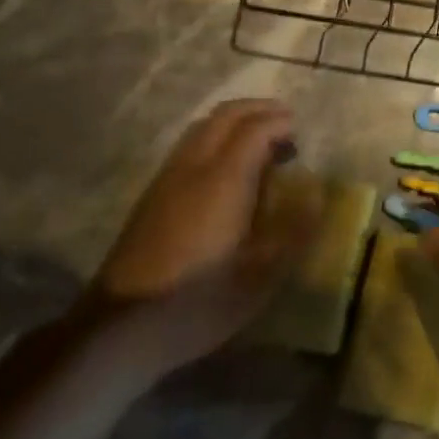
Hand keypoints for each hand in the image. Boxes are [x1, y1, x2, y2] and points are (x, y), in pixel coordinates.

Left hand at [94, 99, 297, 362]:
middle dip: (258, 110)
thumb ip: (293, 230)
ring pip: (203, 127)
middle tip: (286, 124)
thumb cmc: (200, 302)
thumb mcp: (261, 277)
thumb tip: (317, 194)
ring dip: (235, 122)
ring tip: (261, 142)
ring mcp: (167, 178)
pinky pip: (189, 146)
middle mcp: (194, 167)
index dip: (280, 122)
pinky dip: (215, 138)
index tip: (302, 131)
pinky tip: (228, 169)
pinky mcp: (153, 195)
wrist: (122, 328)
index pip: (255, 129)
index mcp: (224, 180)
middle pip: (225, 116)